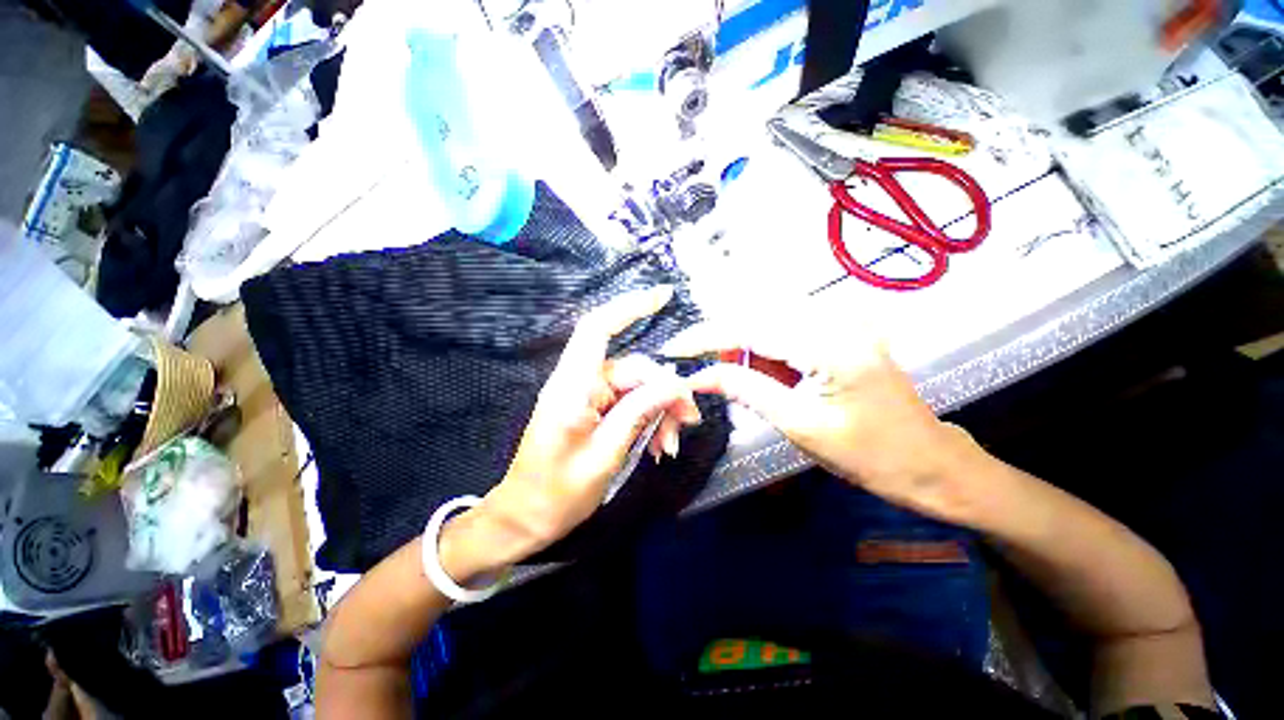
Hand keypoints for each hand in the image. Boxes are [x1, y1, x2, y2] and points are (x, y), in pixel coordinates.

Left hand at [440, 287, 701, 581]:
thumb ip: (639, 413)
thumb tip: (674, 383)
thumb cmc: (556, 495)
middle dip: (665, 391)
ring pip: (636, 388)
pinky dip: (647, 419)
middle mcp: (579, 383)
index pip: (598, 329)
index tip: (664, 296)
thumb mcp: (605, 456)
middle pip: (632, 369)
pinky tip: (659, 443)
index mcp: (572, 387)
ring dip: (659, 411)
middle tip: (687, 422)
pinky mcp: (593, 410)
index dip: (629, 307)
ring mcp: (586, 396)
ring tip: (670, 444)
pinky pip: (629, 403)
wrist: (524, 520)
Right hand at [670, 322, 982, 521]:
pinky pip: (790, 330)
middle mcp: (839, 319)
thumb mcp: (801, 425)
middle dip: (727, 344)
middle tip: (708, 372)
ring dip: (747, 349)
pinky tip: (772, 376)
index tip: (674, 347)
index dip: (707, 336)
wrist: (932, 463)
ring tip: (743, 380)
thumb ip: (746, 390)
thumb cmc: (871, 456)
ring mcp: (845, 321)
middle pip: (758, 316)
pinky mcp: (845, 329)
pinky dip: (768, 351)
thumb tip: (699, 377)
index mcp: (832, 345)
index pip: (751, 327)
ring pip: (771, 321)